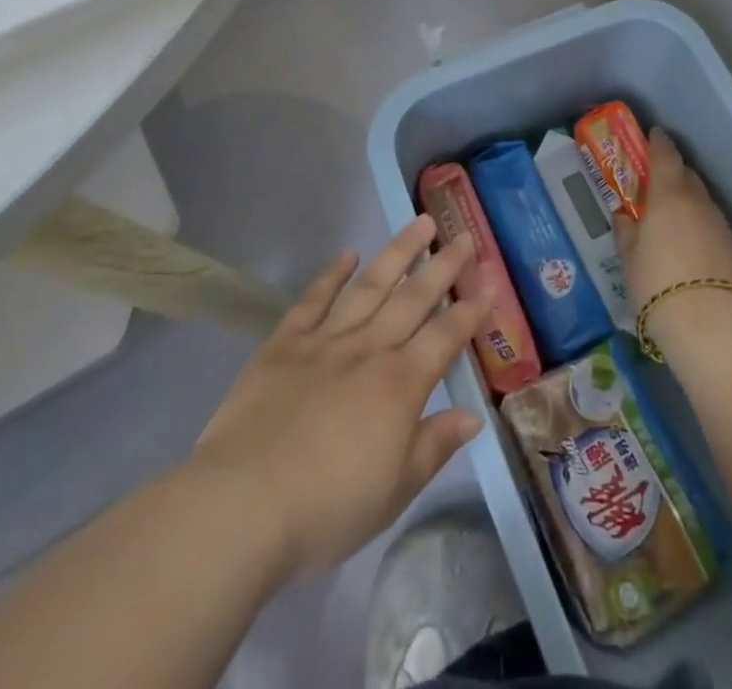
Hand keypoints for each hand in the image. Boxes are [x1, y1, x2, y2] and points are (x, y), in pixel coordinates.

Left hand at [188, 216, 492, 576]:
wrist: (243, 504)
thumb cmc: (326, 508)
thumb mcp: (394, 492)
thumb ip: (434, 446)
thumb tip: (473, 416)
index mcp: (400, 385)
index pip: (445, 337)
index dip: (470, 311)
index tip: (488, 283)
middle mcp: (369, 349)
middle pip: (413, 298)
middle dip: (443, 266)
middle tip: (464, 236)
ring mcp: (325, 340)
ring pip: (370, 286)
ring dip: (398, 253)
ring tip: (420, 223)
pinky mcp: (285, 343)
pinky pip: (314, 300)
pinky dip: (331, 275)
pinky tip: (347, 255)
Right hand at [614, 128, 731, 307]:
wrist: (710, 324)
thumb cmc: (657, 283)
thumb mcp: (629, 258)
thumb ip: (626, 231)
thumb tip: (624, 216)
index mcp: (669, 195)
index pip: (666, 154)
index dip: (658, 142)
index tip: (652, 134)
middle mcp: (698, 201)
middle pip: (687, 174)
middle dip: (672, 172)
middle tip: (655, 181)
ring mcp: (720, 223)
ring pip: (702, 200)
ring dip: (687, 199)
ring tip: (671, 216)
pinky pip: (712, 222)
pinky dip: (700, 222)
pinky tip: (690, 241)